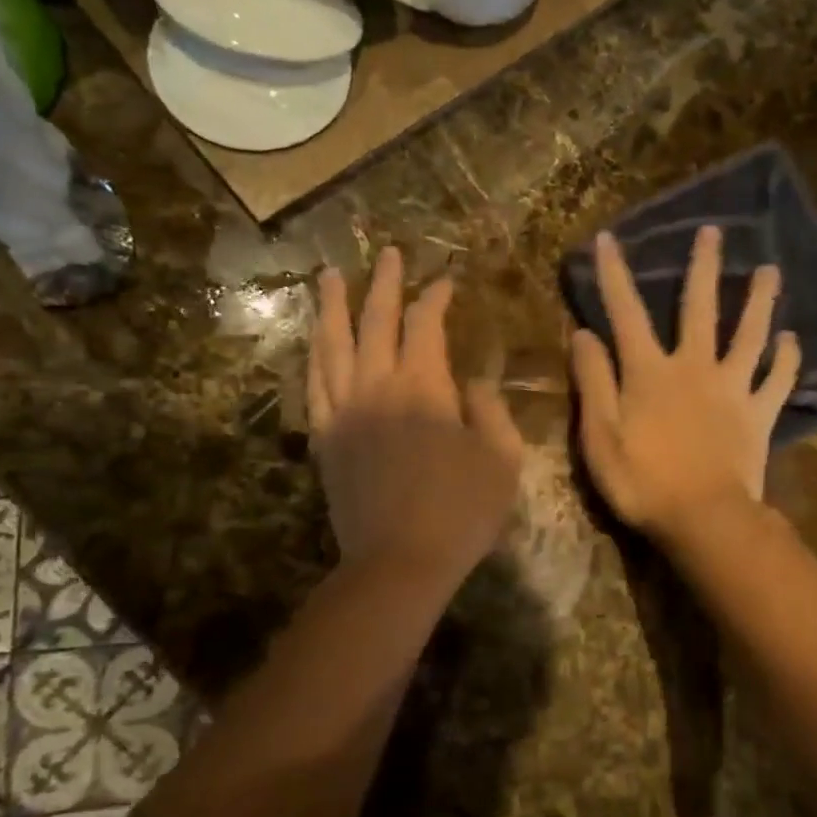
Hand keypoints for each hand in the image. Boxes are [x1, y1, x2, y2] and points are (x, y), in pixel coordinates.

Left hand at [309, 248, 523, 584]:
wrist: (400, 562)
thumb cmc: (462, 512)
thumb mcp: (502, 459)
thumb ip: (490, 410)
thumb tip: (472, 382)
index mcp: (424, 387)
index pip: (426, 325)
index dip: (436, 298)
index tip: (446, 282)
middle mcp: (377, 386)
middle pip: (375, 321)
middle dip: (385, 284)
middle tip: (389, 254)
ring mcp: (344, 411)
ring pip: (332, 345)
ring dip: (332, 307)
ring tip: (328, 277)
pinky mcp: (325, 439)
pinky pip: (314, 385)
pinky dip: (314, 356)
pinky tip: (314, 342)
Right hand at [569, 226, 800, 541]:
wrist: (704, 518)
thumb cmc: (642, 481)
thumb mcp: (599, 436)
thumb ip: (592, 382)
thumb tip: (584, 334)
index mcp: (649, 372)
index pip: (626, 313)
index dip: (614, 275)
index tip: (608, 238)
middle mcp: (694, 367)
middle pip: (700, 308)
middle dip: (703, 267)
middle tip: (715, 232)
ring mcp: (732, 389)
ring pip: (749, 335)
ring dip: (760, 301)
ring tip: (771, 270)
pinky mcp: (759, 415)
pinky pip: (777, 381)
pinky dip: (786, 359)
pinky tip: (791, 340)